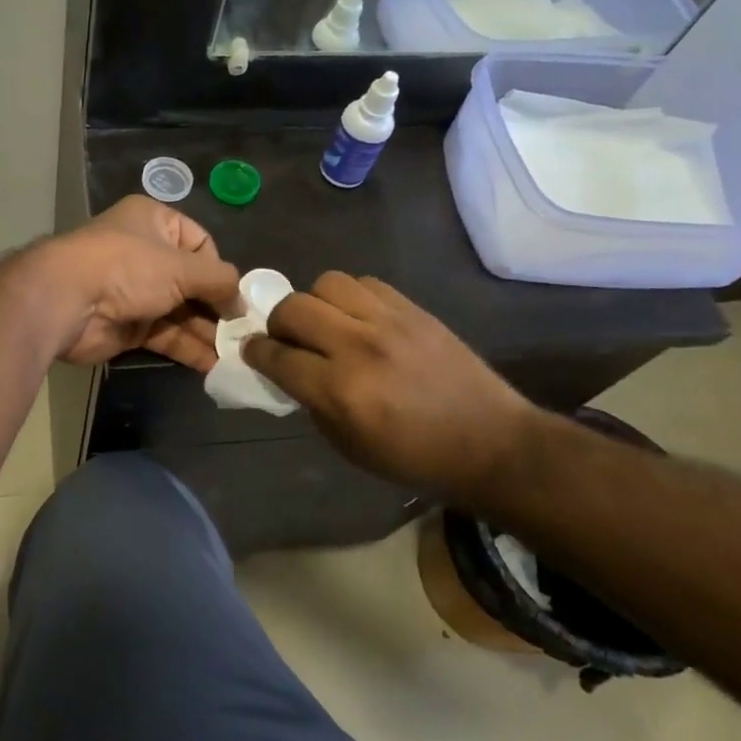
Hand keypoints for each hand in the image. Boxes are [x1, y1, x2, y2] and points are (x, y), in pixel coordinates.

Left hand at [33, 198, 241, 370]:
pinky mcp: (129, 326)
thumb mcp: (182, 266)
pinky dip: (188, 349)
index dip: (219, 269)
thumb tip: (242, 303)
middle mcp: (145, 253)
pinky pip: (166, 336)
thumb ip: (219, 281)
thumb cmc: (128, 267)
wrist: (67, 301)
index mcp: (154, 222)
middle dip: (217, 307)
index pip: (200, 243)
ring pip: (181, 313)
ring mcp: (136, 292)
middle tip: (244, 333)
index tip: (235, 296)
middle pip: (192, 282)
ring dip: (207, 333)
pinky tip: (214, 366)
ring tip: (237, 355)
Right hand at [242, 272, 541, 501]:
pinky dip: (350, 297)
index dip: (255, 352)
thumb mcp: (349, 445)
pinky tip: (358, 318)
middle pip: (293, 309)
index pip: (277, 356)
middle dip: (278, 323)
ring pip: (327, 283)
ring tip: (325, 323)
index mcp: (340, 391)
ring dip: (314, 303)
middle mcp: (359, 347)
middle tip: (286, 339)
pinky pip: (365, 283)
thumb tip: (289, 370)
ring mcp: (389, 322)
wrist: (490, 442)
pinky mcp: (413, 310)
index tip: (250, 350)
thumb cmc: (414, 457)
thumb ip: (312, 402)